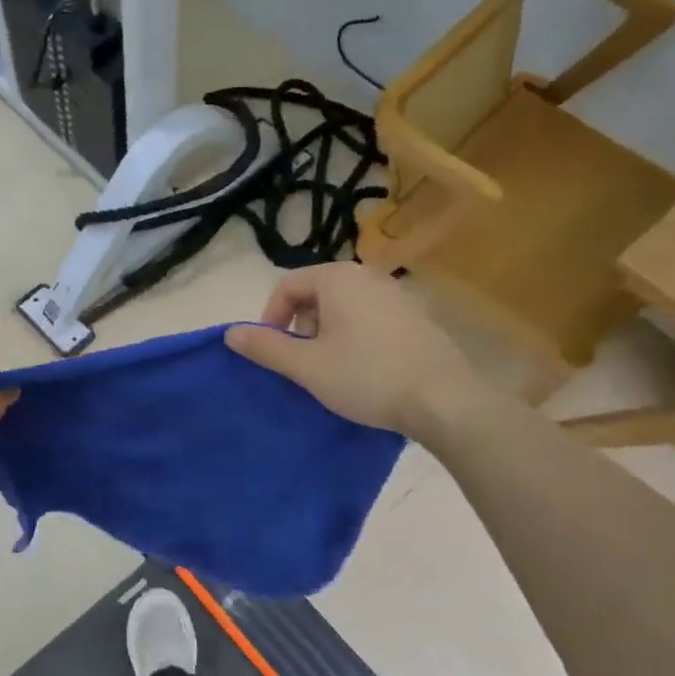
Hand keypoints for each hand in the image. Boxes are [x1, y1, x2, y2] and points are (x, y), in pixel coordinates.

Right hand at [225, 264, 483, 434]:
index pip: (287, 286)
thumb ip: (266, 347)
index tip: (271, 352)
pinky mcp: (415, 317)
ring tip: (329, 370)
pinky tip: (362, 370)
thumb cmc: (366, 376)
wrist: (443, 399)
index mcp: (337, 279)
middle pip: (315, 294)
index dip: (270, 318)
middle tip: (301, 363)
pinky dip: (353, 337)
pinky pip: (369, 318)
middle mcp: (367, 276)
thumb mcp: (306, 366)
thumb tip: (230, 333)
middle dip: (299, 327)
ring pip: (343, 307)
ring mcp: (396, 294)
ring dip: (325, 334)